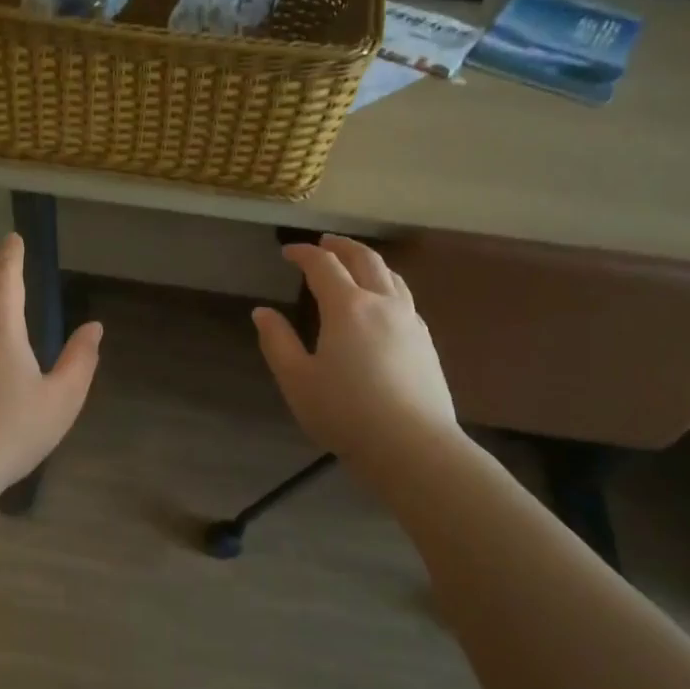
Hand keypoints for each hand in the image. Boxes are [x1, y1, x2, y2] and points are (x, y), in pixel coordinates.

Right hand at [253, 235, 460, 466]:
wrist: (412, 446)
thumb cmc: (345, 413)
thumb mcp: (297, 380)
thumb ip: (277, 342)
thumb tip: (262, 312)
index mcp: (347, 307)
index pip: (323, 265)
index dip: (303, 253)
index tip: (287, 252)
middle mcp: (382, 303)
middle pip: (365, 259)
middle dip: (342, 246)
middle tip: (324, 242)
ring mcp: (410, 322)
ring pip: (391, 276)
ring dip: (369, 262)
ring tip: (355, 264)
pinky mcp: (426, 342)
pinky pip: (405, 299)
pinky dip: (387, 286)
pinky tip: (382, 304)